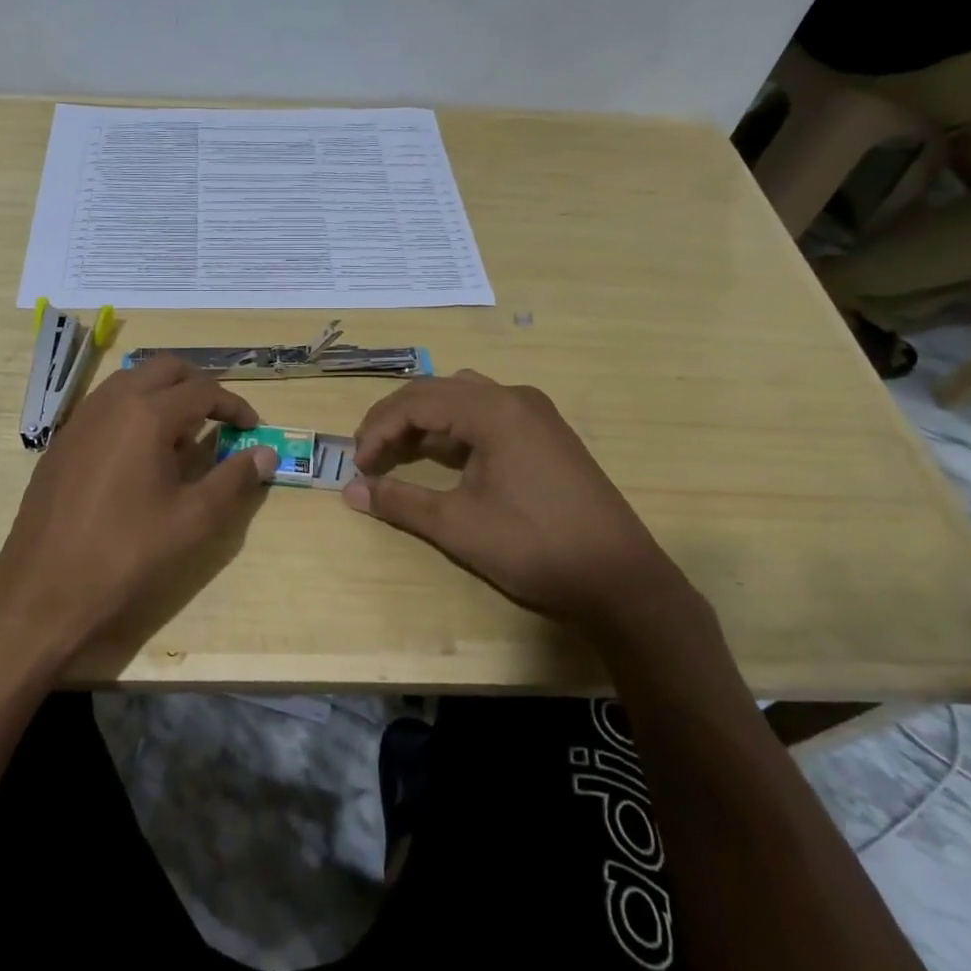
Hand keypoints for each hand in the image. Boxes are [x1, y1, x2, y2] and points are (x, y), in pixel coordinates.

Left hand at [0, 356, 276, 666]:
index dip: (234, 405)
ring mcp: (81, 419)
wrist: (43, 591)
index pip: (203, 389)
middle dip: (198, 384)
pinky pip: (106, 405)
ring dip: (163, 393)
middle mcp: (112, 402)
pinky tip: (139, 454)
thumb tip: (267, 454)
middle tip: (219, 417)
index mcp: (147, 414)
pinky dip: (133, 410)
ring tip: (182, 435)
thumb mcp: (193, 520)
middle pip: (164, 368)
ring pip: (131, 381)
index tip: (252, 427)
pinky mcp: (62, 441)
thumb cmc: (126, 554)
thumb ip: (233, 479)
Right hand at [343, 370, 681, 624]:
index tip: (358, 464)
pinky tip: (444, 458)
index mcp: (493, 410)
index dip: (378, 429)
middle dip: (395, 419)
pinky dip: (454, 428)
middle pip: (437, 390)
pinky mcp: (546, 433)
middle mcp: (514, 397)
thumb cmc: (535, 547)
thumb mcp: (458, 526)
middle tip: (368, 454)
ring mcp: (535, 413)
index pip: (416, 402)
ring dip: (424, 418)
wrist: (620, 580)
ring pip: (462, 396)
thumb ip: (400, 502)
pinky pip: (486, 413)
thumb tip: (350, 491)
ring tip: (399, 451)